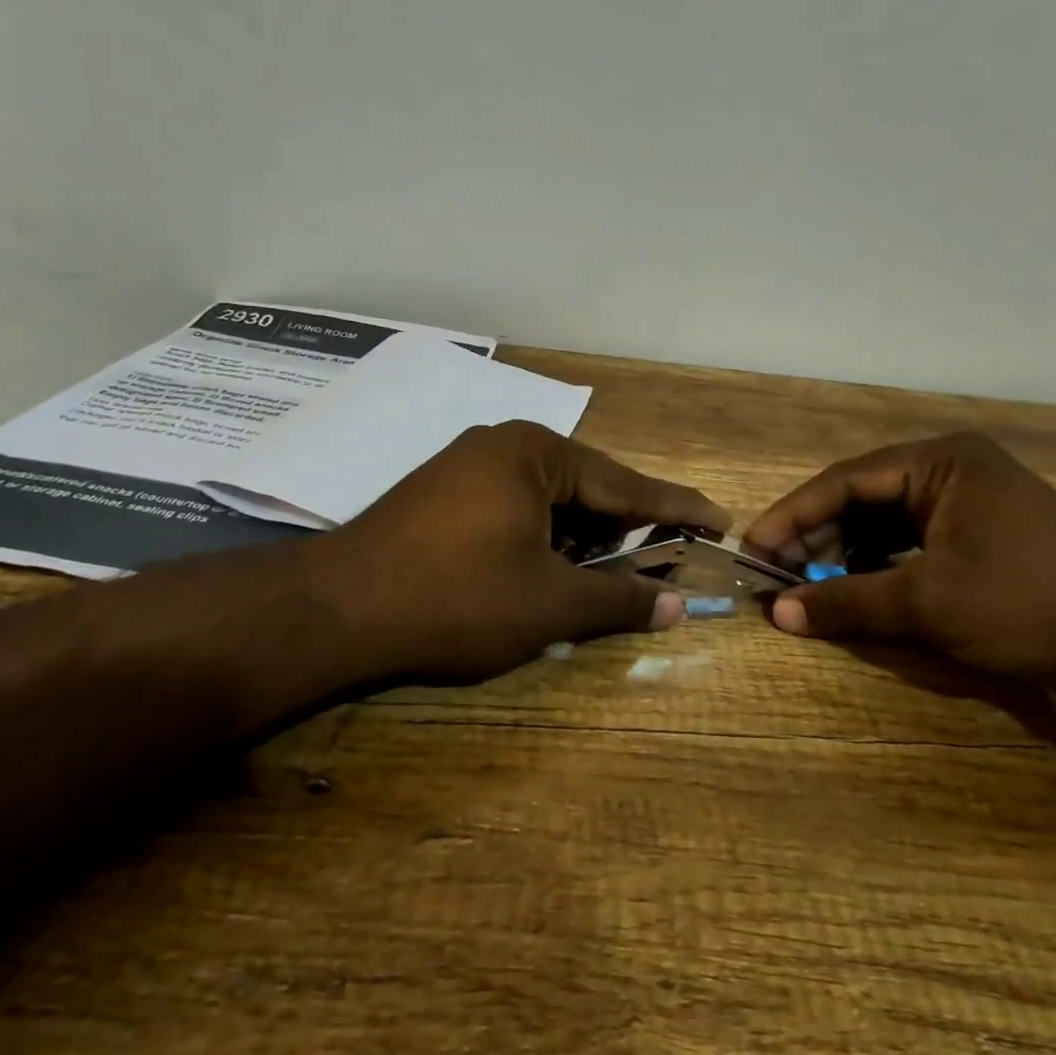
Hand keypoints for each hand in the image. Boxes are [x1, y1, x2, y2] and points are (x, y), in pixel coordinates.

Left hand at [299, 421, 726, 684]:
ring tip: (617, 571)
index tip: (720, 520)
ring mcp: (468, 466)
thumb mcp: (549, 604)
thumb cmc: (456, 598)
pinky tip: (553, 569)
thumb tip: (678, 606)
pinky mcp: (443, 493)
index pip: (627, 483)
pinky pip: (516, 508)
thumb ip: (618, 600)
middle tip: (673, 554)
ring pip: (551, 501)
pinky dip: (544, 538)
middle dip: (629, 526)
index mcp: (537, 454)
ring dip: (585, 537)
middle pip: (589, 488)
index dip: (678, 508)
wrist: (335, 609)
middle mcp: (505, 445)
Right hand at [743, 432, 1055, 703]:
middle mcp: (950, 468)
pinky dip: (879, 563)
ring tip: (806, 584)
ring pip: (884, 521)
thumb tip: (778, 616)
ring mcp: (968, 499)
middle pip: (861, 498)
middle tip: (776, 573)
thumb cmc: (1028, 603)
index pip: (844, 482)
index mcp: (939, 461)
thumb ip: (848, 602)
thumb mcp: (928, 602)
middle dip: (816, 537)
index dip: (792, 516)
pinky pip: (911, 539)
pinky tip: (854, 588)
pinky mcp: (980, 531)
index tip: (755, 549)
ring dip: (844, 553)